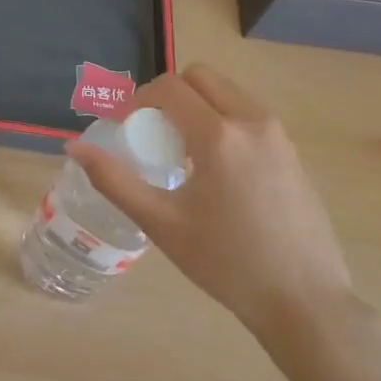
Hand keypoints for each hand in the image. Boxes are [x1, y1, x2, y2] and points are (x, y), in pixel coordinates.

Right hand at [68, 62, 358, 348]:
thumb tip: (74, 148)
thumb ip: (114, 180)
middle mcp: (252, 121)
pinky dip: (223, 121)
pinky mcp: (293, 152)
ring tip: (183, 154)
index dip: (137, 99)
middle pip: (201, 77)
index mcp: (219, 134)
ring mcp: (279, 135)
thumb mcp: (162, 224)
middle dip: (169, 94)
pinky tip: (217, 172)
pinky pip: (248, 115)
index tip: (123, 127)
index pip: (169, 87)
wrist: (306, 302)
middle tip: (152, 133)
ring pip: (227, 93)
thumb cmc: (227, 264)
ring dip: (198, 106)